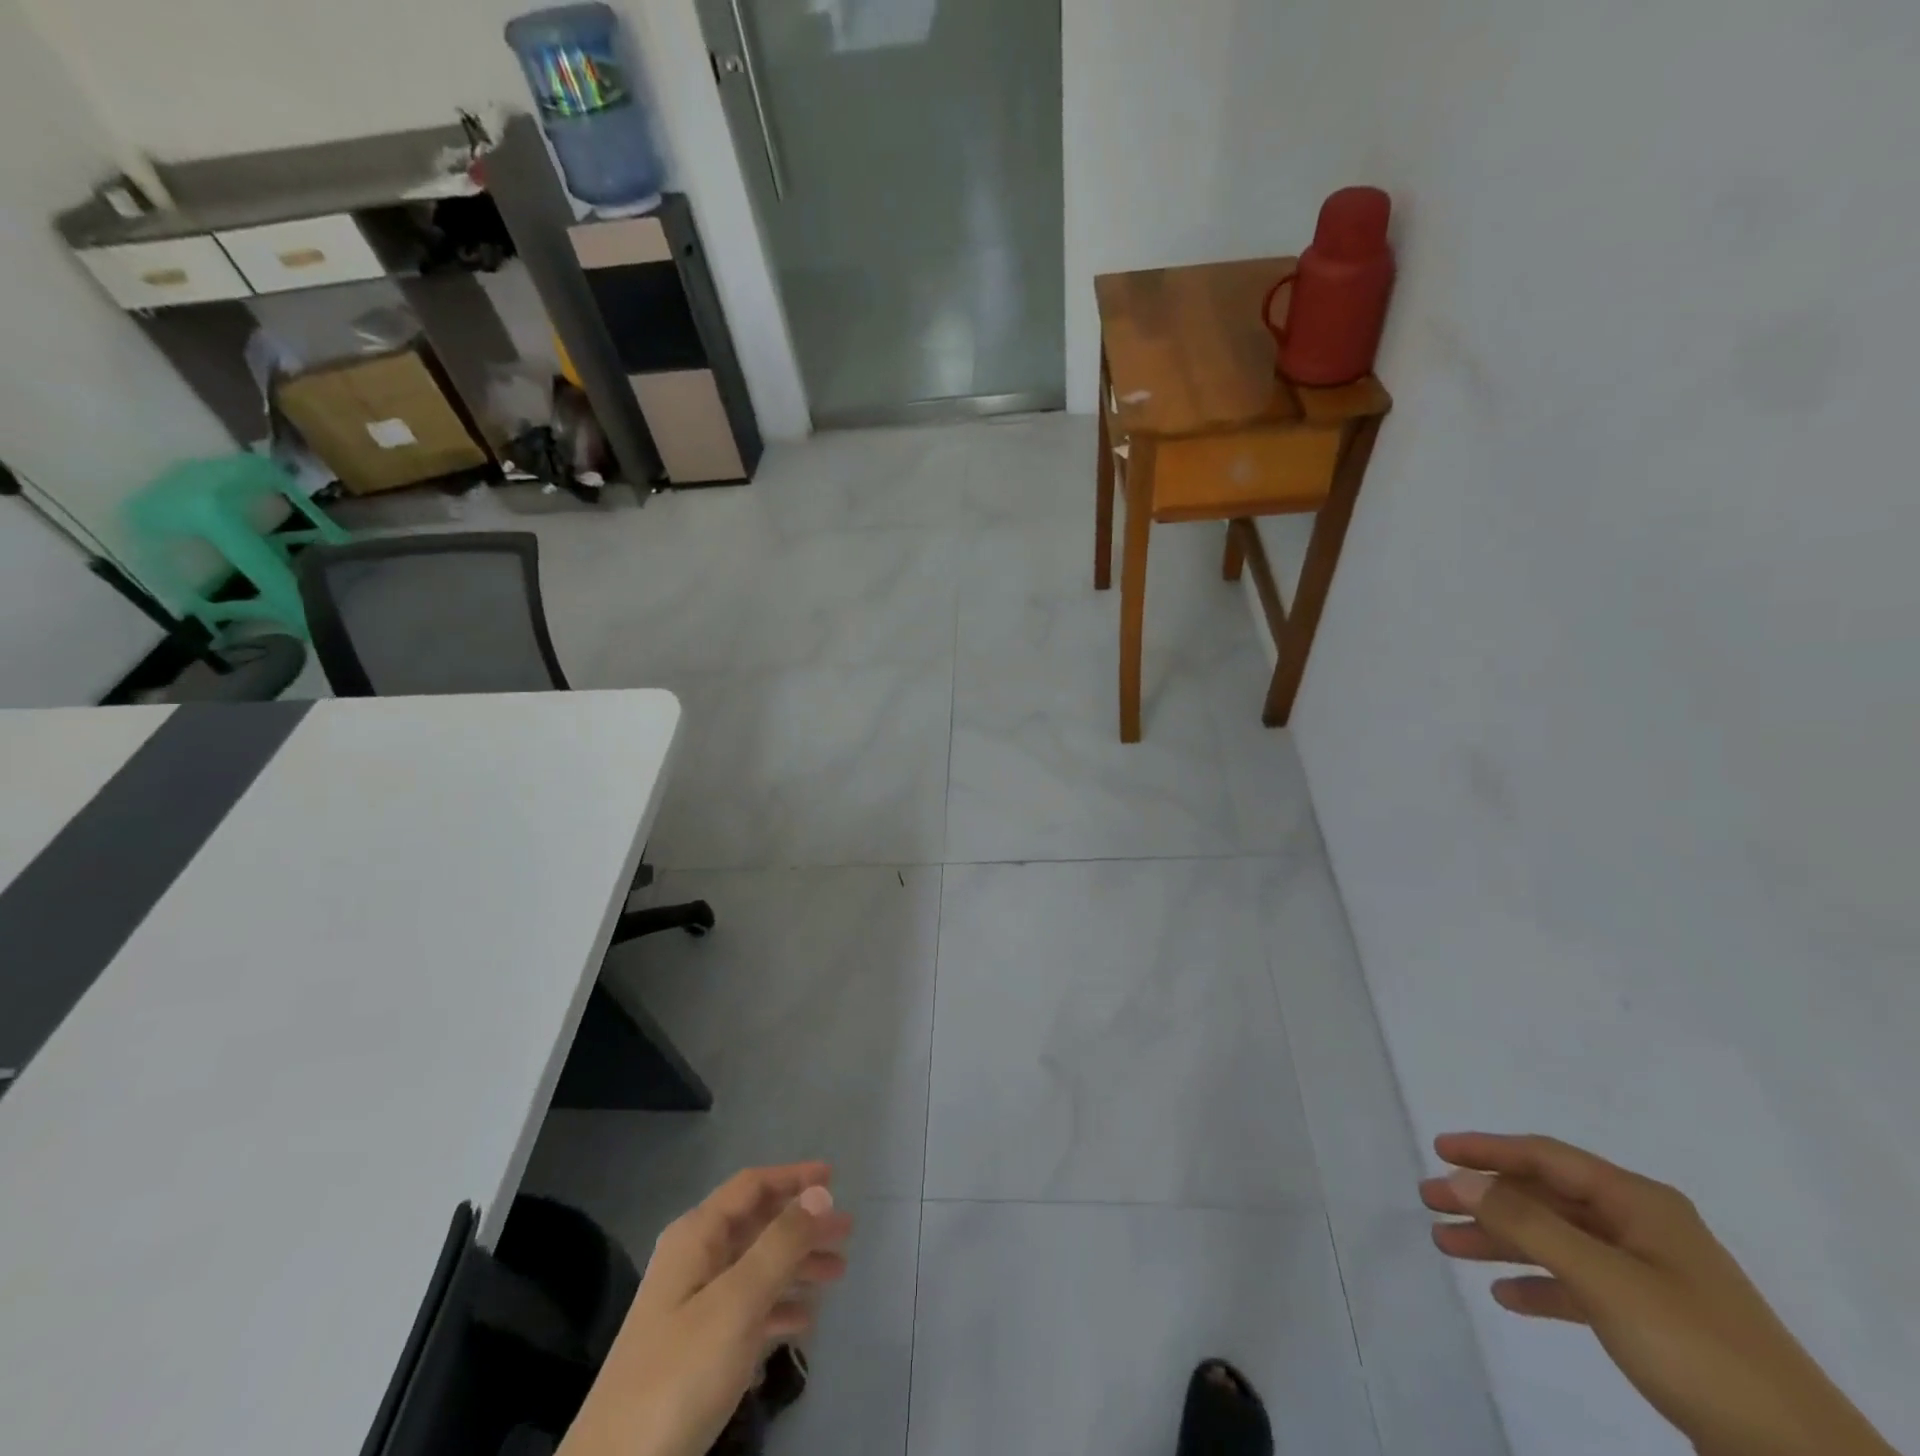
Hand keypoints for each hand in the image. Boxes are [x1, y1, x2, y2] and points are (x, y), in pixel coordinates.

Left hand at [559, 1163, 852, 1455]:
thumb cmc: (679, 1374)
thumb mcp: (737, 1303)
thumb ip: (781, 1244)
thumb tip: (820, 1192)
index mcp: (696, 1237)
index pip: (751, 1186)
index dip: (793, 1177)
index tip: (834, 1178)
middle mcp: (694, 1260)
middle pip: (757, 1225)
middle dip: (803, 1224)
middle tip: (847, 1231)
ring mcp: (693, 1305)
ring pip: (756, 1267)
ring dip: (797, 1264)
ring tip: (838, 1273)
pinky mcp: (695, 1348)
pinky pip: (747, 1308)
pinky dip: (778, 1306)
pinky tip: (805, 1321)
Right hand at [1422, 1133, 1895, 1455]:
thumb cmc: (1695, 1345)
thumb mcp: (1604, 1278)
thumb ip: (1527, 1224)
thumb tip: (1459, 1178)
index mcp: (1638, 1203)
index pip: (1546, 1157)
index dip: (1488, 1149)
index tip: (1437, 1150)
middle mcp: (1641, 1227)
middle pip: (1545, 1199)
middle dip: (1485, 1199)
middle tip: (1429, 1202)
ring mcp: (1649, 1275)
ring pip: (1555, 1241)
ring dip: (1502, 1241)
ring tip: (1447, 1246)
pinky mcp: (1653, 1321)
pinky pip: (1578, 1285)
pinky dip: (1540, 1285)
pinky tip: (1506, 1296)